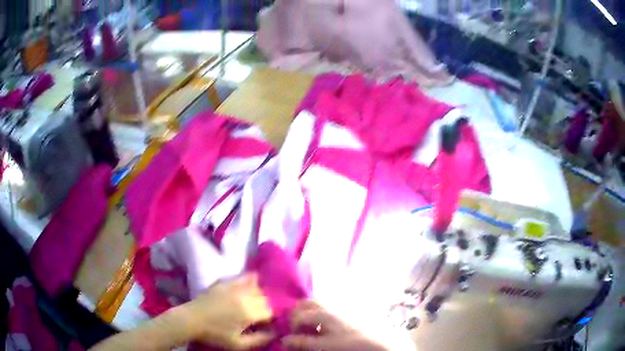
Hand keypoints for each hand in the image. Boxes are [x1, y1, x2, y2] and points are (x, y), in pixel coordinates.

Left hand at [181, 273, 273, 349]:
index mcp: (249, 312)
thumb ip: (260, 340)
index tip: (264, 325)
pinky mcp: (224, 281)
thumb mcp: (239, 344)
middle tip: (257, 317)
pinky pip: (243, 277)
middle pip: (265, 298)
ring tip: (250, 305)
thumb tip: (276, 333)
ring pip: (256, 287)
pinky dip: (249, 281)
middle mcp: (244, 296)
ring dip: (257, 296)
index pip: (271, 311)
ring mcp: (234, 286)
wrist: (191, 320)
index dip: (270, 319)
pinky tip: (247, 288)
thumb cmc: (215, 335)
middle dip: (264, 307)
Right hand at [282, 301, 386, 350]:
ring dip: (309, 312)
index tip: (293, 336)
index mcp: (321, 312)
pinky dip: (321, 311)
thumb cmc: (351, 343)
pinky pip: (329, 303)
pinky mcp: (348, 305)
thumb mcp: (325, 345)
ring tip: (313, 327)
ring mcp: (339, 303)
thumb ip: (303, 342)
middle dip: (298, 314)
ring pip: (317, 302)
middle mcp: (329, 303)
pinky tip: (327, 323)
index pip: (297, 314)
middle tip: (300, 329)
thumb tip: (284, 340)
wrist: (379, 339)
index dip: (291, 325)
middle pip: (306, 304)